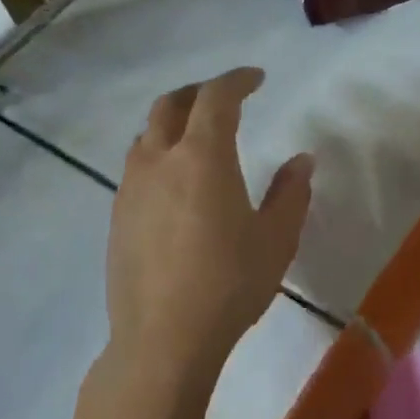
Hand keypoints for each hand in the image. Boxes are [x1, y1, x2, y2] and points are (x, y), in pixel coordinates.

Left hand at [105, 68, 313, 388]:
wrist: (163, 340)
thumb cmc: (229, 284)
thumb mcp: (275, 239)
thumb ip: (290, 193)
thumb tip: (302, 160)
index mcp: (202, 156)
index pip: (216, 97)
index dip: (237, 80)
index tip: (257, 79)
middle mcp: (159, 160)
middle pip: (171, 104)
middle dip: (199, 92)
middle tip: (225, 99)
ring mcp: (131, 187)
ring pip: (147, 134)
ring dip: (173, 122)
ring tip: (197, 137)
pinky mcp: (117, 216)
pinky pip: (136, 166)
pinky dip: (158, 154)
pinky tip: (175, 183)